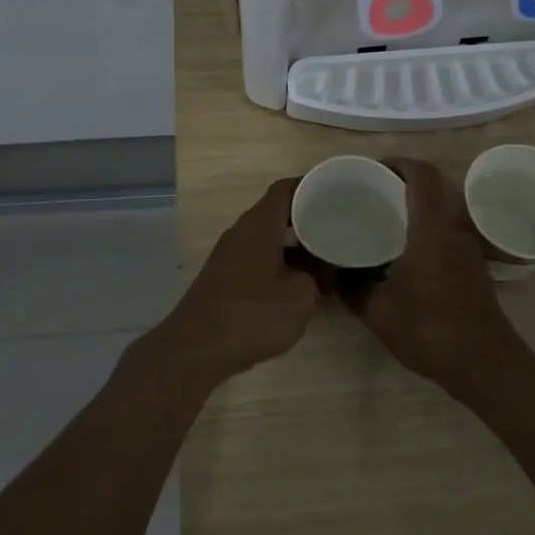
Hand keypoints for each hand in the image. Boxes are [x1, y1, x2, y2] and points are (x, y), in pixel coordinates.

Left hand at [155, 178, 320, 385]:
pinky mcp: (225, 275)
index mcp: (260, 224)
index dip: (313, 186)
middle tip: (338, 226)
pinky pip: (258, 255)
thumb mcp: (301, 296)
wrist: (197, 348)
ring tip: (325, 255)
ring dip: (295, 243)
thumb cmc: (252, 314)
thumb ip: (318, 275)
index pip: (287, 188)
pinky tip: (298, 281)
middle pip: (278, 211)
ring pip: (269, 236)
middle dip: (308, 217)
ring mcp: (230, 253)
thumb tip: (321, 268)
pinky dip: (280, 260)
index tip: (337, 193)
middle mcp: (242, 230)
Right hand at [355, 158, 525, 399]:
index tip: (372, 170)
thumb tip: (333, 274)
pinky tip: (404, 256)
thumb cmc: (430, 330)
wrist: (486, 364)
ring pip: (440, 212)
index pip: (421, 174)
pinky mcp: (473, 266)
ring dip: (414, 211)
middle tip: (371, 197)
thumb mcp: (379, 312)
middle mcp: (453, 229)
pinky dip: (425, 232)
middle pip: (431, 189)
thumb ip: (352, 288)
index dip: (398, 163)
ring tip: (383, 225)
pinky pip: (446, 234)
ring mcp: (467, 248)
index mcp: (430, 228)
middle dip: (401, 186)